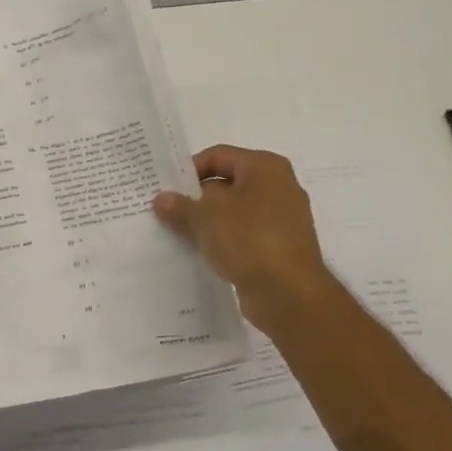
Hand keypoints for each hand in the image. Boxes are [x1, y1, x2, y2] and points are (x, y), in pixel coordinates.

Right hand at [153, 146, 334, 316]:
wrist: (289, 294)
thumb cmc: (249, 241)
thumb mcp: (205, 219)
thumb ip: (180, 206)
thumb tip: (162, 199)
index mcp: (264, 168)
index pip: (218, 156)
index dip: (188, 169)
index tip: (165, 188)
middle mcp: (277, 187)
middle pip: (226, 183)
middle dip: (194, 197)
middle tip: (164, 212)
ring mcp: (280, 218)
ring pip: (232, 212)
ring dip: (206, 221)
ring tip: (176, 233)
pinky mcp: (277, 246)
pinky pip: (242, 235)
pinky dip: (221, 240)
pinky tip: (199, 253)